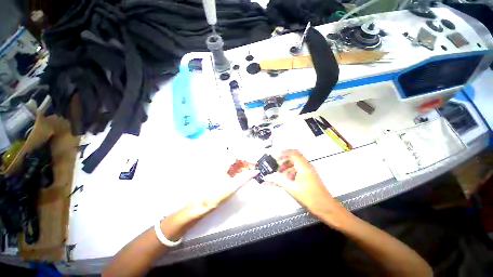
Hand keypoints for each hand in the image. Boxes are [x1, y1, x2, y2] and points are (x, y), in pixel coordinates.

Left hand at [187, 160, 258, 217]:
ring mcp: (217, 168)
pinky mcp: (217, 174)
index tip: (255, 164)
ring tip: (250, 172)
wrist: (203, 203)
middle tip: (254, 168)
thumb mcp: (234, 186)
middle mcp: (218, 163)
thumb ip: (246, 177)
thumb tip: (255, 171)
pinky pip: (229, 168)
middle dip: (245, 162)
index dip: (248, 158)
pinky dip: (237, 170)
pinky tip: (242, 176)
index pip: (237, 155)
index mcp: (221, 163)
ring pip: (232, 163)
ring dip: (242, 166)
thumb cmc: (216, 195)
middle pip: (234, 158)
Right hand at [263, 150, 346, 226]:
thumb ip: (280, 181)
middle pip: (296, 158)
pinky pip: (301, 170)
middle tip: (277, 166)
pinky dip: (293, 172)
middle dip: (285, 160)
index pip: (294, 154)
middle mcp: (308, 167)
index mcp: (304, 167)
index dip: (284, 153)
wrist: (323, 204)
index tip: (276, 156)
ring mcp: (310, 172)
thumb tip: (269, 176)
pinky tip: (289, 180)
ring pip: (298, 164)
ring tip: (281, 174)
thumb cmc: (309, 196)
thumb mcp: (292, 189)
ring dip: (289, 167)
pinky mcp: (311, 177)